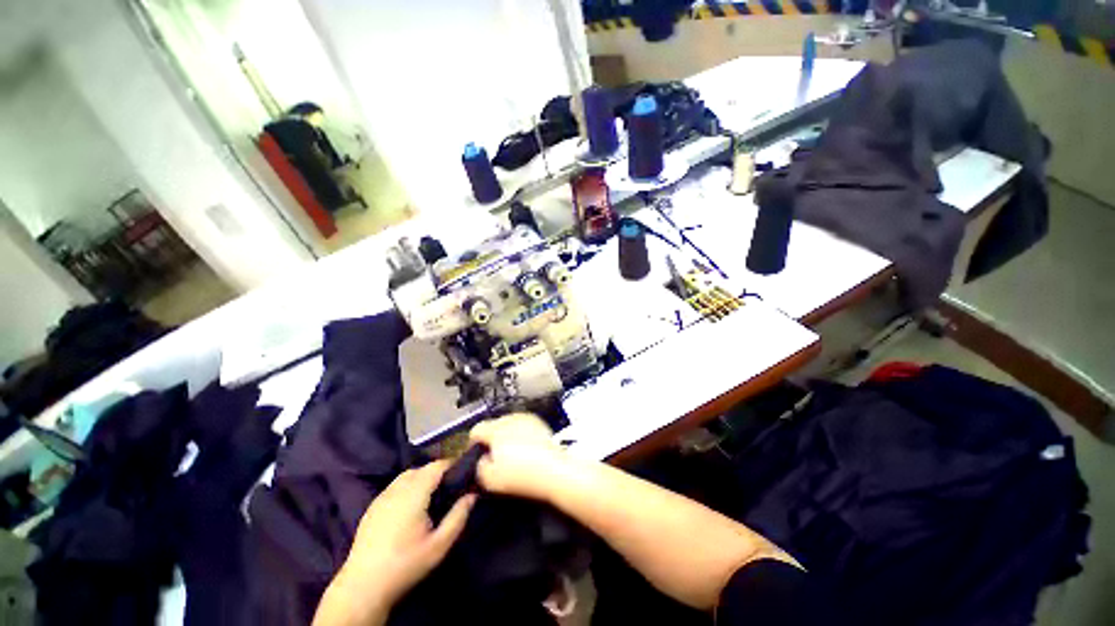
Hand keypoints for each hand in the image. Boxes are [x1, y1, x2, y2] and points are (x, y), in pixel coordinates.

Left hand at [315, 461, 474, 625]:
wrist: (363, 587)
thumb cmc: (405, 564)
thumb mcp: (439, 545)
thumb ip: (458, 516)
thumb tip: (473, 495)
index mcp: (414, 494)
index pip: (436, 466)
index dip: (451, 464)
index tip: (464, 472)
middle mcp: (396, 490)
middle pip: (421, 468)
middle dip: (437, 471)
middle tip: (450, 486)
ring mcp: (381, 497)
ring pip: (406, 476)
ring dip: (421, 477)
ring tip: (432, 494)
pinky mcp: (372, 507)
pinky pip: (394, 486)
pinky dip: (407, 486)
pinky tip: (410, 506)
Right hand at [469, 413, 567, 502]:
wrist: (554, 471)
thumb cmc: (523, 474)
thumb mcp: (490, 479)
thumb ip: (479, 467)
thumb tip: (482, 462)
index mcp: (496, 429)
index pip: (476, 430)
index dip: (473, 444)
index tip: (476, 454)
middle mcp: (511, 419)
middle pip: (494, 426)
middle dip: (492, 439)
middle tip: (495, 458)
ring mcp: (527, 419)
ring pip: (510, 425)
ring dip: (507, 436)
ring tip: (512, 456)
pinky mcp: (540, 424)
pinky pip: (525, 427)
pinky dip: (522, 436)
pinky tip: (526, 452)